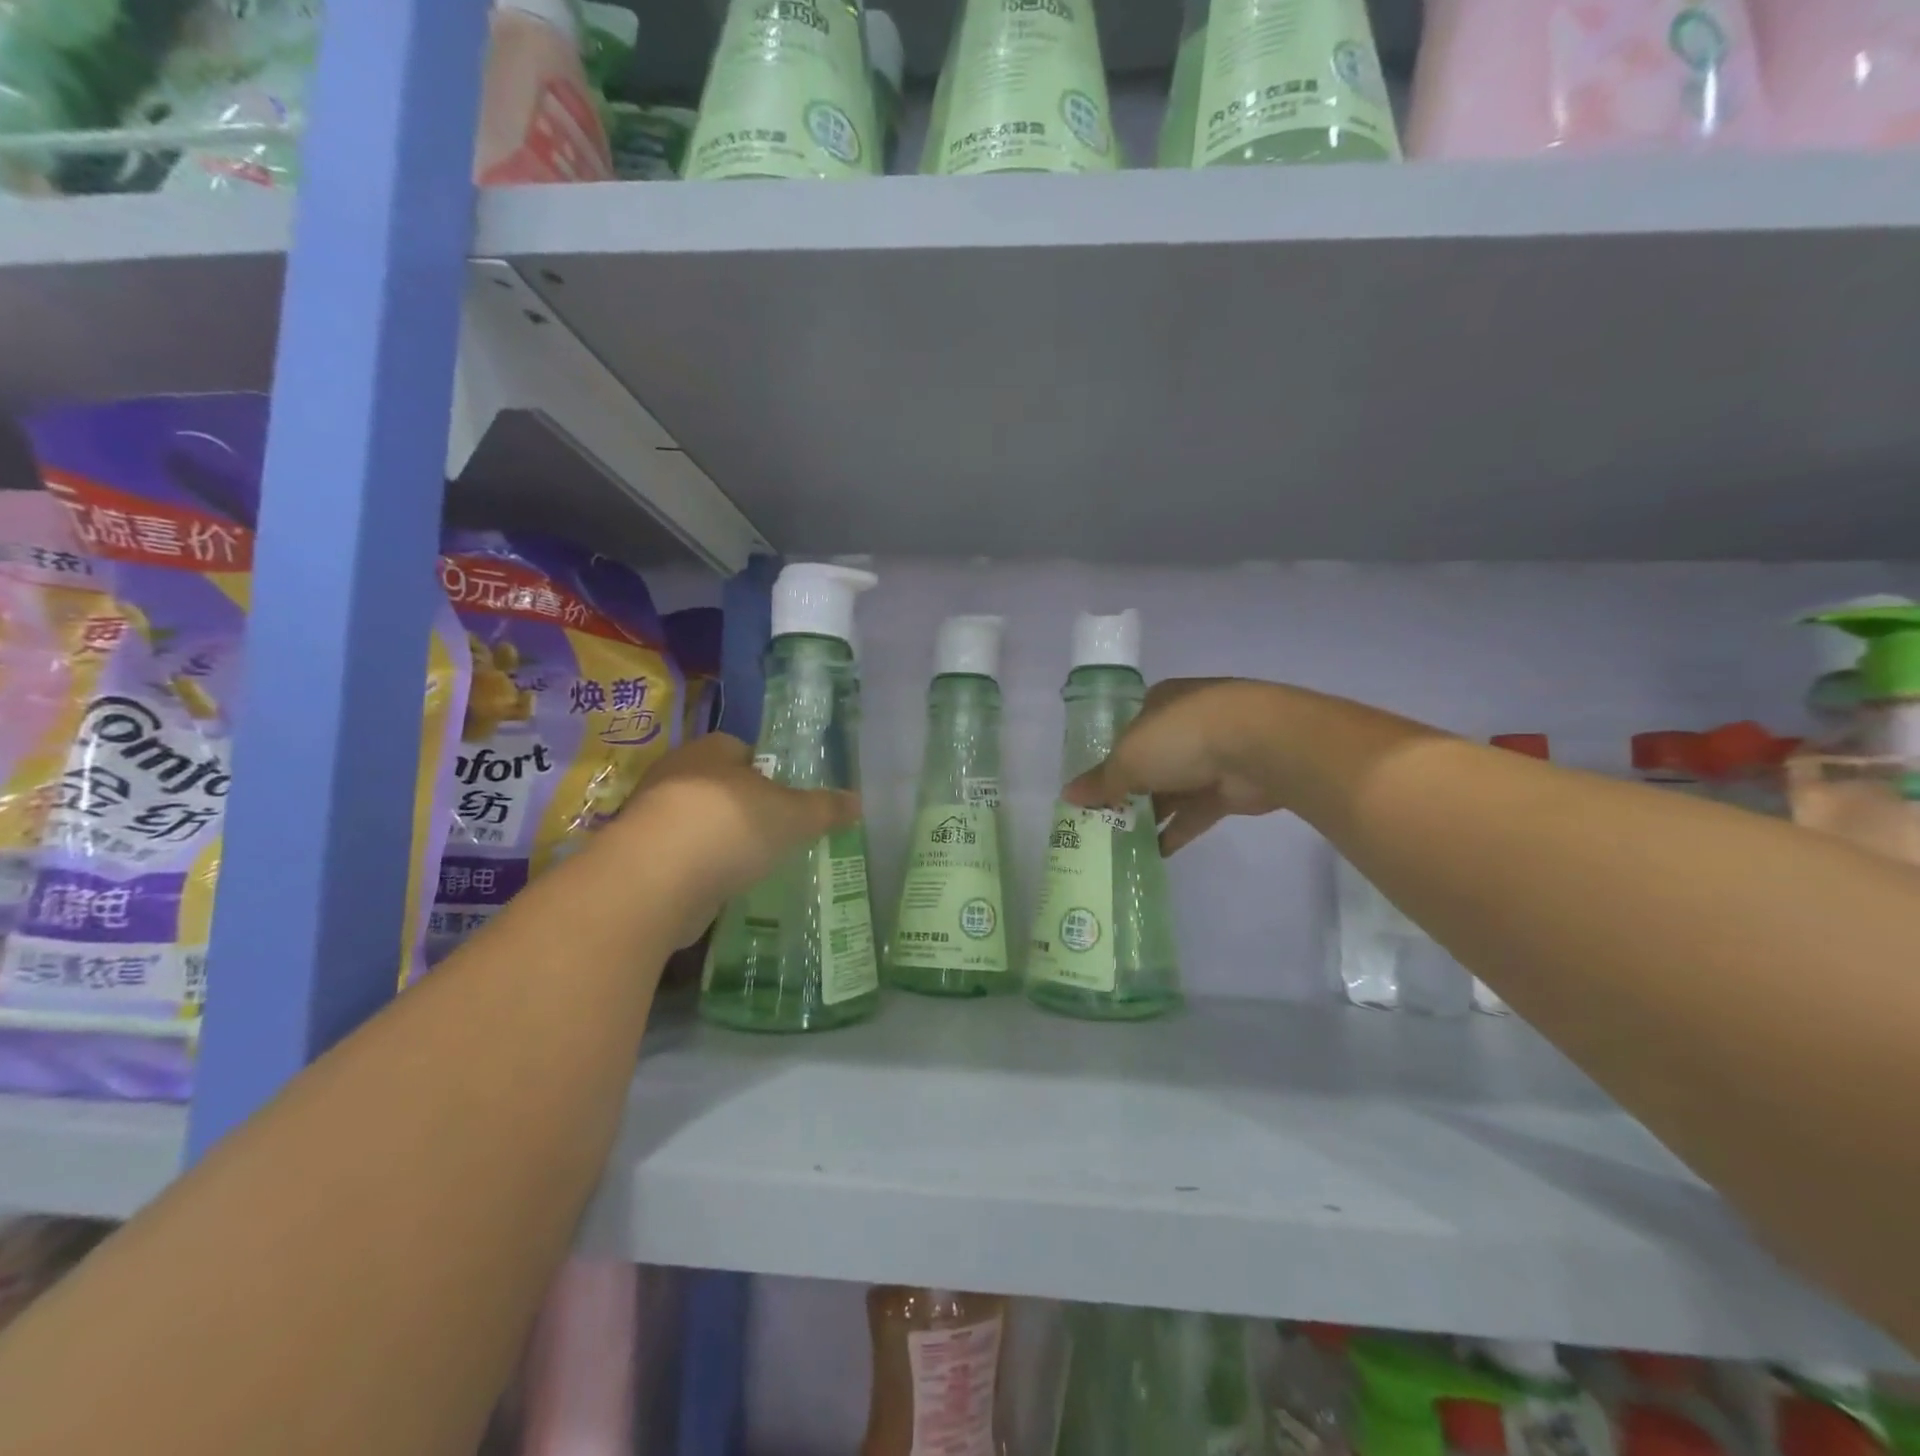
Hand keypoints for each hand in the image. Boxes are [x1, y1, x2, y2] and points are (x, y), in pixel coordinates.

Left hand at [616, 734, 859, 945]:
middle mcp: (674, 775)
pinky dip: (697, 870)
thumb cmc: (731, 826)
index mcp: (710, 751)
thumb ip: (825, 808)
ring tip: (749, 863)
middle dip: (740, 805)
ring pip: (693, 822)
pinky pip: (678, 858)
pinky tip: (719, 887)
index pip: (738, 748)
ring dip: (716, 839)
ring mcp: (650, 818)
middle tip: (772, 830)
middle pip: (715, 785)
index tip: (784, 796)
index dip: (763, 768)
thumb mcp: (794, 815)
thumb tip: (858, 801)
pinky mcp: (638, 860)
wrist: (656, 880)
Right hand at [1063, 679, 1291, 854]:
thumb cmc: (1182, 737)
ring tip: (1119, 842)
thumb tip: (1068, 796)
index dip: (1107, 759)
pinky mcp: (1229, 788)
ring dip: (1149, 814)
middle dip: (1126, 791)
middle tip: (1100, 821)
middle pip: (1148, 762)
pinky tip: (1153, 854)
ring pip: (1172, 789)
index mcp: (1158, 703)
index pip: (1126, 732)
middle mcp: (1185, 726)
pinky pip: (1195, 812)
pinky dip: (1176, 831)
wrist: (1259, 746)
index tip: (1090, 788)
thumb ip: (1100, 781)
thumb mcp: (1128, 758)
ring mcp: (1211, 756)